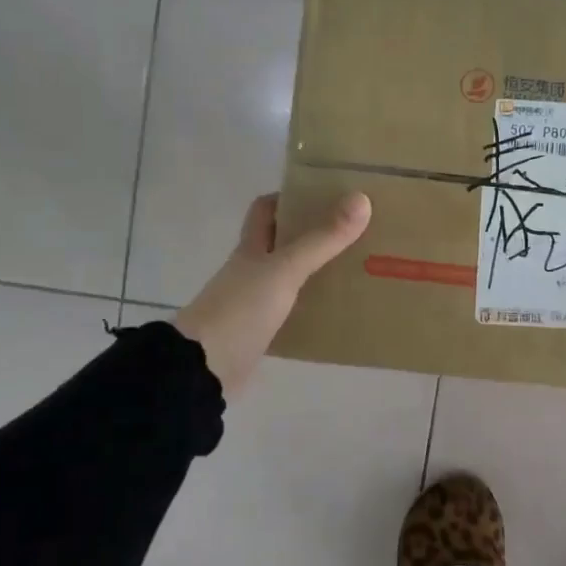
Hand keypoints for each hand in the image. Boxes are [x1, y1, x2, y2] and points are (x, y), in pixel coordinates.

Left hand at [172, 192, 370, 398]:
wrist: (204, 370)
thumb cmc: (241, 309)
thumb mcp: (285, 269)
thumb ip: (322, 239)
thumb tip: (362, 199)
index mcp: (251, 248)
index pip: (265, 210)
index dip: (290, 198)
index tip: (326, 196)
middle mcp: (252, 271)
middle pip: (282, 243)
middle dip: (314, 235)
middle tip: (355, 231)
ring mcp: (255, 303)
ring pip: (291, 278)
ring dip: (318, 273)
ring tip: (359, 268)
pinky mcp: (262, 333)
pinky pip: (294, 313)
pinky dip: (314, 310)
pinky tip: (340, 312)